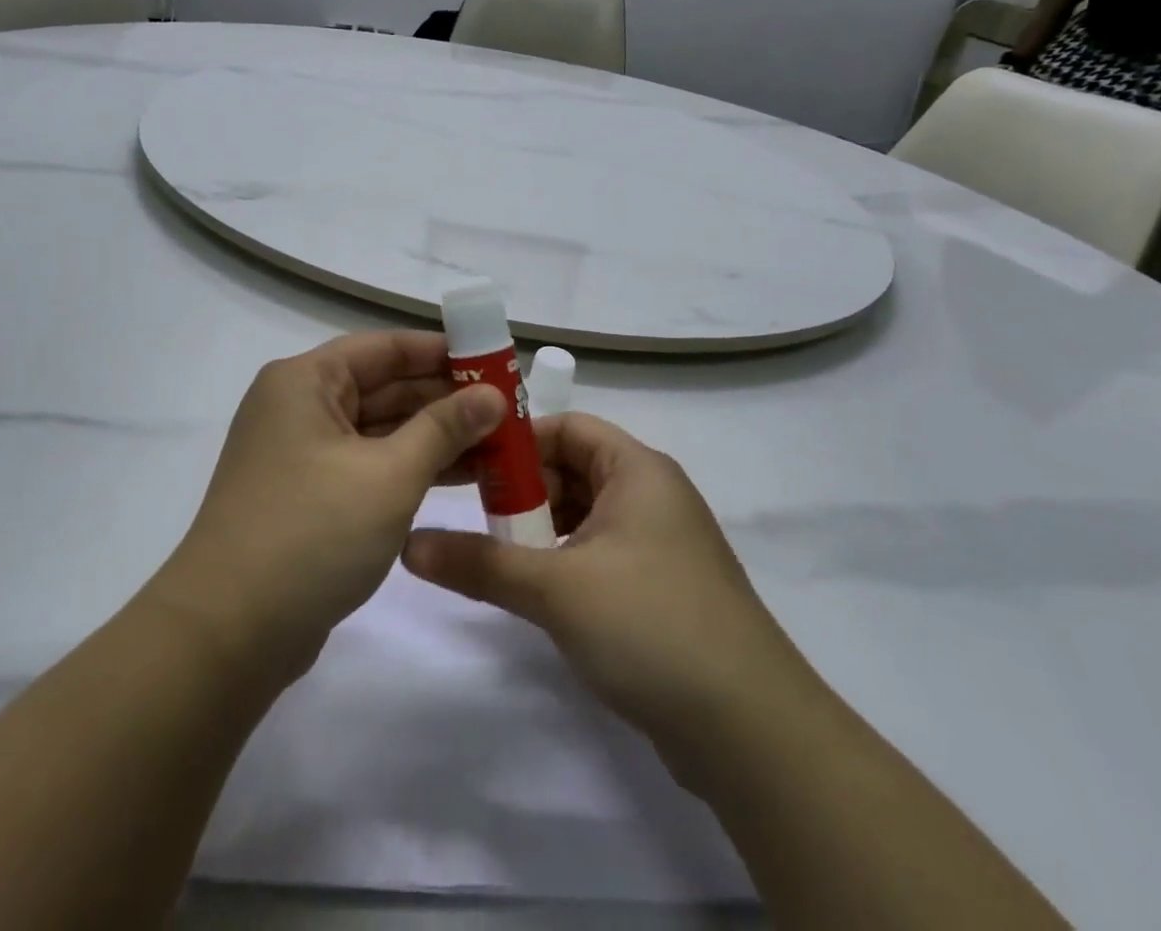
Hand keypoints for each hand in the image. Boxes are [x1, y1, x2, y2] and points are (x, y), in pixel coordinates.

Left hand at [150, 331, 504, 687]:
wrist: (229, 634)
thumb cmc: (311, 532)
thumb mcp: (389, 475)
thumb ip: (444, 428)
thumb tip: (494, 396)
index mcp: (305, 382)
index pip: (384, 348)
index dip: (441, 352)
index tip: (494, 364)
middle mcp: (299, 407)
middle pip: (383, 387)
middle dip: (444, 398)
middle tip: (508, 409)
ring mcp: (301, 454)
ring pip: (379, 430)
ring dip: (434, 436)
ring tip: (498, 444)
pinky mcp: (308, 497)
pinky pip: (368, 465)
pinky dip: (409, 467)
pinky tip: (460, 476)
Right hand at [403, 413, 803, 776]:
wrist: (752, 732)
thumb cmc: (650, 625)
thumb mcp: (555, 588)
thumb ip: (479, 563)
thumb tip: (408, 544)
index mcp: (637, 470)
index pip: (567, 427)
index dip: (518, 441)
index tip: (470, 467)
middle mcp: (653, 495)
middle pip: (574, 469)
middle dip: (523, 490)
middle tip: (474, 517)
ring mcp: (662, 545)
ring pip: (586, 515)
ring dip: (541, 531)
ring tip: (496, 556)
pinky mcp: (663, 590)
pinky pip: (602, 554)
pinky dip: (566, 561)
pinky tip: (538, 592)